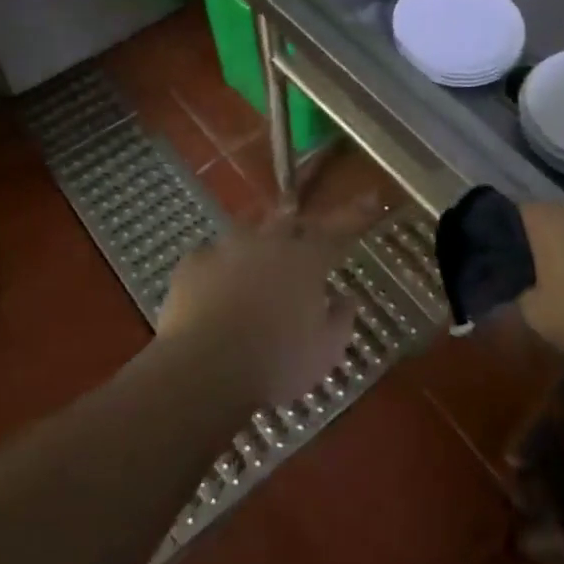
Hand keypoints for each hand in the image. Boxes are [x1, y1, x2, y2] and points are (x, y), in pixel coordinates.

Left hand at [156, 216, 357, 404]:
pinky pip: (208, 255)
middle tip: (301, 234)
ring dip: (256, 239)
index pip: (338, 230)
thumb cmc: (276, 362)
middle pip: (288, 221)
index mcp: (306, 260)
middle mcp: (268, 243)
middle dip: (298, 224)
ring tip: (254, 255)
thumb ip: (341, 319)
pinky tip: (213, 282)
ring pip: (246, 230)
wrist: (205, 368)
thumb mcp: (325, 351)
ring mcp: (226, 249)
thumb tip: (346, 298)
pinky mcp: (192, 264)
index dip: (355, 213)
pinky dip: (217, 265)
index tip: (371, 195)